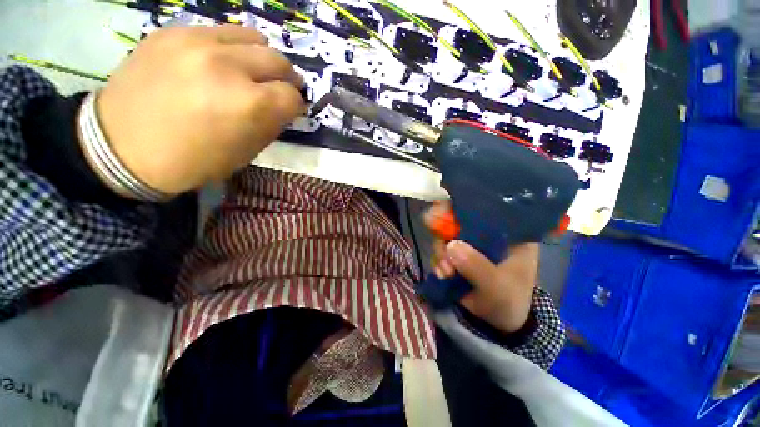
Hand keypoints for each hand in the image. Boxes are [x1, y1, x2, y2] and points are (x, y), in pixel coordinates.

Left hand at [92, 25, 305, 197]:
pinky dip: (230, 49)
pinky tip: (219, 64)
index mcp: (248, 105)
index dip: (295, 105)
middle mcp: (227, 66)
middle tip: (281, 88)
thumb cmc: (191, 161)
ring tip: (252, 71)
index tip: (291, 110)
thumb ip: (270, 125)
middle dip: (286, 78)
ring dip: (261, 57)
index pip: (292, 96)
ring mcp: (197, 42)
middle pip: (278, 60)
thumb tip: (283, 108)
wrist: (120, 147)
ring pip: (253, 37)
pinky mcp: (173, 32)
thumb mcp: (245, 153)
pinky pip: (219, 32)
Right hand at [424, 202, 537, 332]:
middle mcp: (485, 232)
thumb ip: (477, 267)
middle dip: (443, 230)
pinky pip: (441, 251)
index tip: (441, 211)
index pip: (484, 208)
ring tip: (446, 272)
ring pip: (445, 235)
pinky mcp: (457, 255)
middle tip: (438, 244)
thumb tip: (450, 245)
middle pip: (457, 218)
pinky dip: (438, 261)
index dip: (461, 206)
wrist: (499, 322)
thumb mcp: (498, 287)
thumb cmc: (509, 300)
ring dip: (440, 252)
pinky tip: (443, 275)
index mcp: (507, 231)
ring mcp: (469, 243)